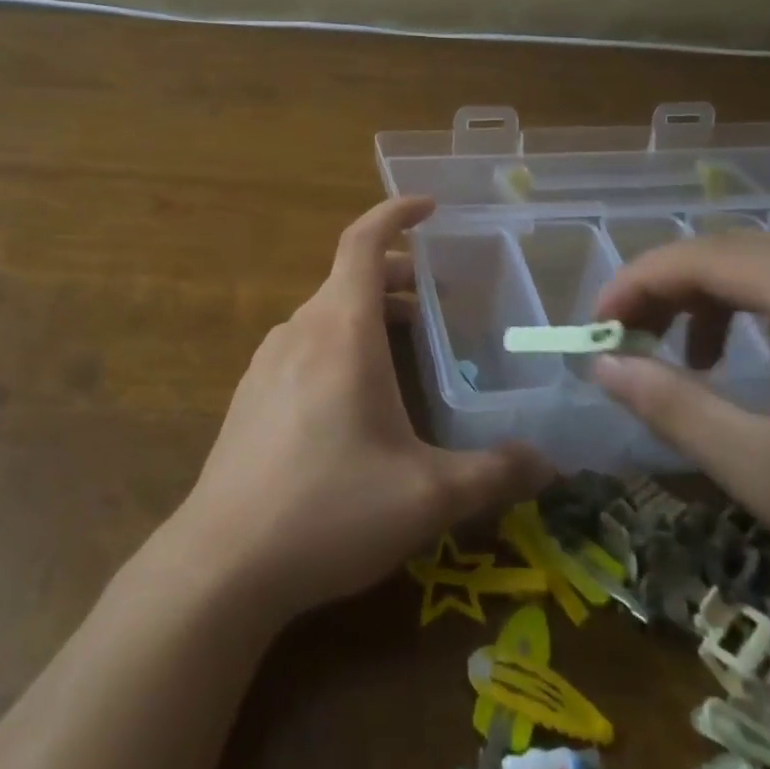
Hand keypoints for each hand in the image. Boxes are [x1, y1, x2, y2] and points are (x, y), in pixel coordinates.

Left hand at [169, 196, 552, 621]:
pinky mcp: (251, 393)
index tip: (429, 206)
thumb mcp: (426, 497)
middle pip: (351, 277)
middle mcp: (301, 329)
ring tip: (408, 349)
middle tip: (441, 302)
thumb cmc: (330, 510)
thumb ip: (493, 474)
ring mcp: (268, 360)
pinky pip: (305, 345)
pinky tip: (357, 399)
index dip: (396, 213)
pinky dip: (340, 343)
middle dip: (399, 277)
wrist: (221, 563)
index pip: (364, 240)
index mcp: (342, 329)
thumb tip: (548, 464)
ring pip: (328, 313)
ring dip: (369, 314)